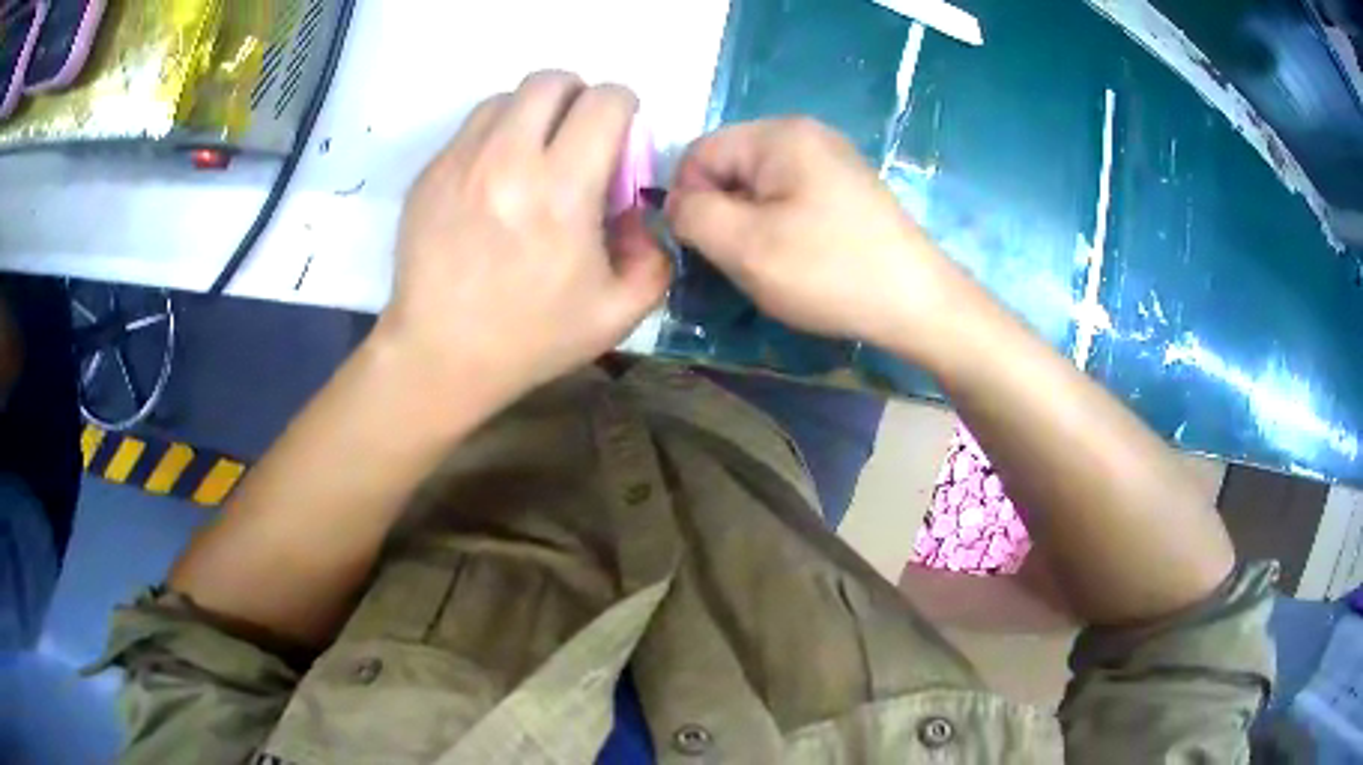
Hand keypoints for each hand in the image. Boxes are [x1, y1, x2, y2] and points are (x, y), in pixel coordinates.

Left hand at [375, 71, 670, 406]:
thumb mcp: (618, 313)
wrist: (440, 355)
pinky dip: (496, 136)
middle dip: (578, 95)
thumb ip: (654, 257)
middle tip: (578, 132)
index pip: (605, 102)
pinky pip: (472, 128)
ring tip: (534, 152)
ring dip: (532, 112)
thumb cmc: (531, 338)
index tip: (619, 136)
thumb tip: (642, 211)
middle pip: (551, 81)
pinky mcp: (431, 172)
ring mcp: (461, 162)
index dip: (624, 108)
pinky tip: (495, 178)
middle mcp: (508, 160)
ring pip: (507, 97)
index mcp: (562, 190)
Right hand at [666, 118, 963, 349]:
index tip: (702, 247)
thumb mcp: (744, 245)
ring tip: (770, 262)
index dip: (686, 199)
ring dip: (749, 223)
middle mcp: (805, 132)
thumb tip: (676, 202)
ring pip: (758, 185)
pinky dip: (779, 224)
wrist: (917, 304)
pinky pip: (789, 195)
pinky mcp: (846, 186)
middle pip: (729, 166)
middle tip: (739, 259)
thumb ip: (691, 214)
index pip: (699, 152)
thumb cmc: (829, 271)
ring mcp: (831, 158)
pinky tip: (798, 256)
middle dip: (721, 212)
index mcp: (779, 133)